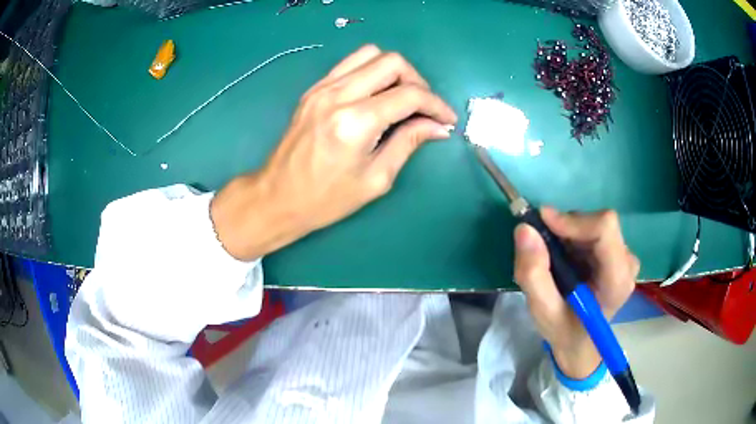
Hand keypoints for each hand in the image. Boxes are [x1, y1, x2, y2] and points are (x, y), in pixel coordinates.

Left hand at [211, 45, 456, 260]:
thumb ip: (409, 143)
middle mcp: (338, 95)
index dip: (436, 104)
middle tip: (424, 108)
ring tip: (402, 97)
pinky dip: (371, 72)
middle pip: (392, 62)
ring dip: (394, 71)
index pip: (409, 95)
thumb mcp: (376, 178)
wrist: (277, 197)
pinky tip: (376, 94)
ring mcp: (322, 88)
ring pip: (370, 55)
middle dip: (418, 81)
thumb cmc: (326, 199)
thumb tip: (438, 126)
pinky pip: (350, 64)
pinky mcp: (314, 89)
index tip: (446, 119)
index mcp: (356, 122)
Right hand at [513, 208, 639, 379]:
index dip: (573, 221)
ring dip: (568, 234)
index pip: (605, 229)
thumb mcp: (542, 311)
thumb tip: (525, 229)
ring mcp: (625, 256)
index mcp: (617, 280)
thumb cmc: (564, 330)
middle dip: (566, 229)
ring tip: (553, 260)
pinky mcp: (618, 252)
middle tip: (542, 246)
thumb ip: (534, 274)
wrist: (579, 342)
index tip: (542, 223)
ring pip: (593, 224)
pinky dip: (573, 237)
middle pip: (598, 224)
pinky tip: (565, 258)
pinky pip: (593, 229)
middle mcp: (627, 262)